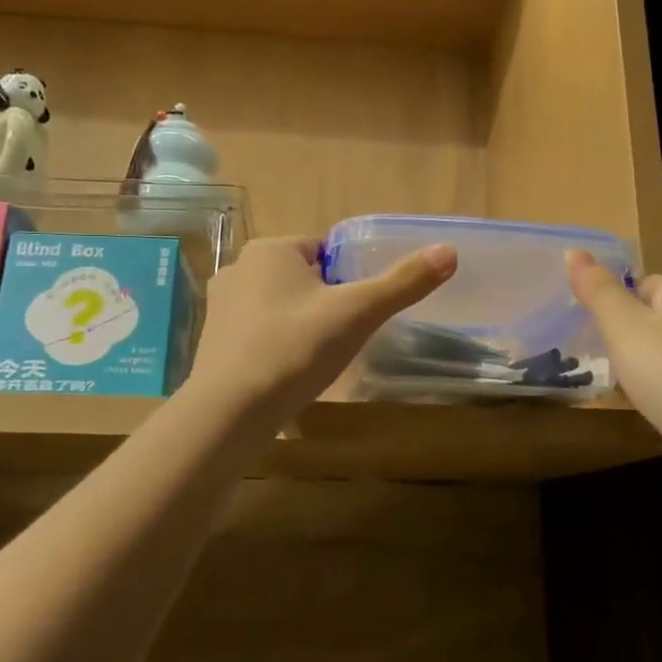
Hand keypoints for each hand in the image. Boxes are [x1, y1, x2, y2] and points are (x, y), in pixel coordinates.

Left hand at [190, 236, 456, 421]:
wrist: (230, 412)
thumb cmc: (296, 349)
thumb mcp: (358, 313)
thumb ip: (403, 282)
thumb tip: (449, 251)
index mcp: (271, 249)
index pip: (324, 251)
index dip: (348, 280)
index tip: (358, 312)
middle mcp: (239, 268)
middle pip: (302, 278)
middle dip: (325, 303)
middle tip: (342, 338)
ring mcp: (220, 306)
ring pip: (279, 306)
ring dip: (300, 325)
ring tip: (316, 359)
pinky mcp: (212, 341)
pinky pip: (258, 333)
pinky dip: (276, 346)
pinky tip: (288, 373)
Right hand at [567, 251, 661, 501]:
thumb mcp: (624, 327)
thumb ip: (598, 291)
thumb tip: (574, 251)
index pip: (639, 283)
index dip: (612, 302)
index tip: (586, 327)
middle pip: (650, 320)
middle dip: (623, 338)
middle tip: (594, 358)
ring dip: (640, 370)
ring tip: (615, 387)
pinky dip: (660, 396)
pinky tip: (646, 411)